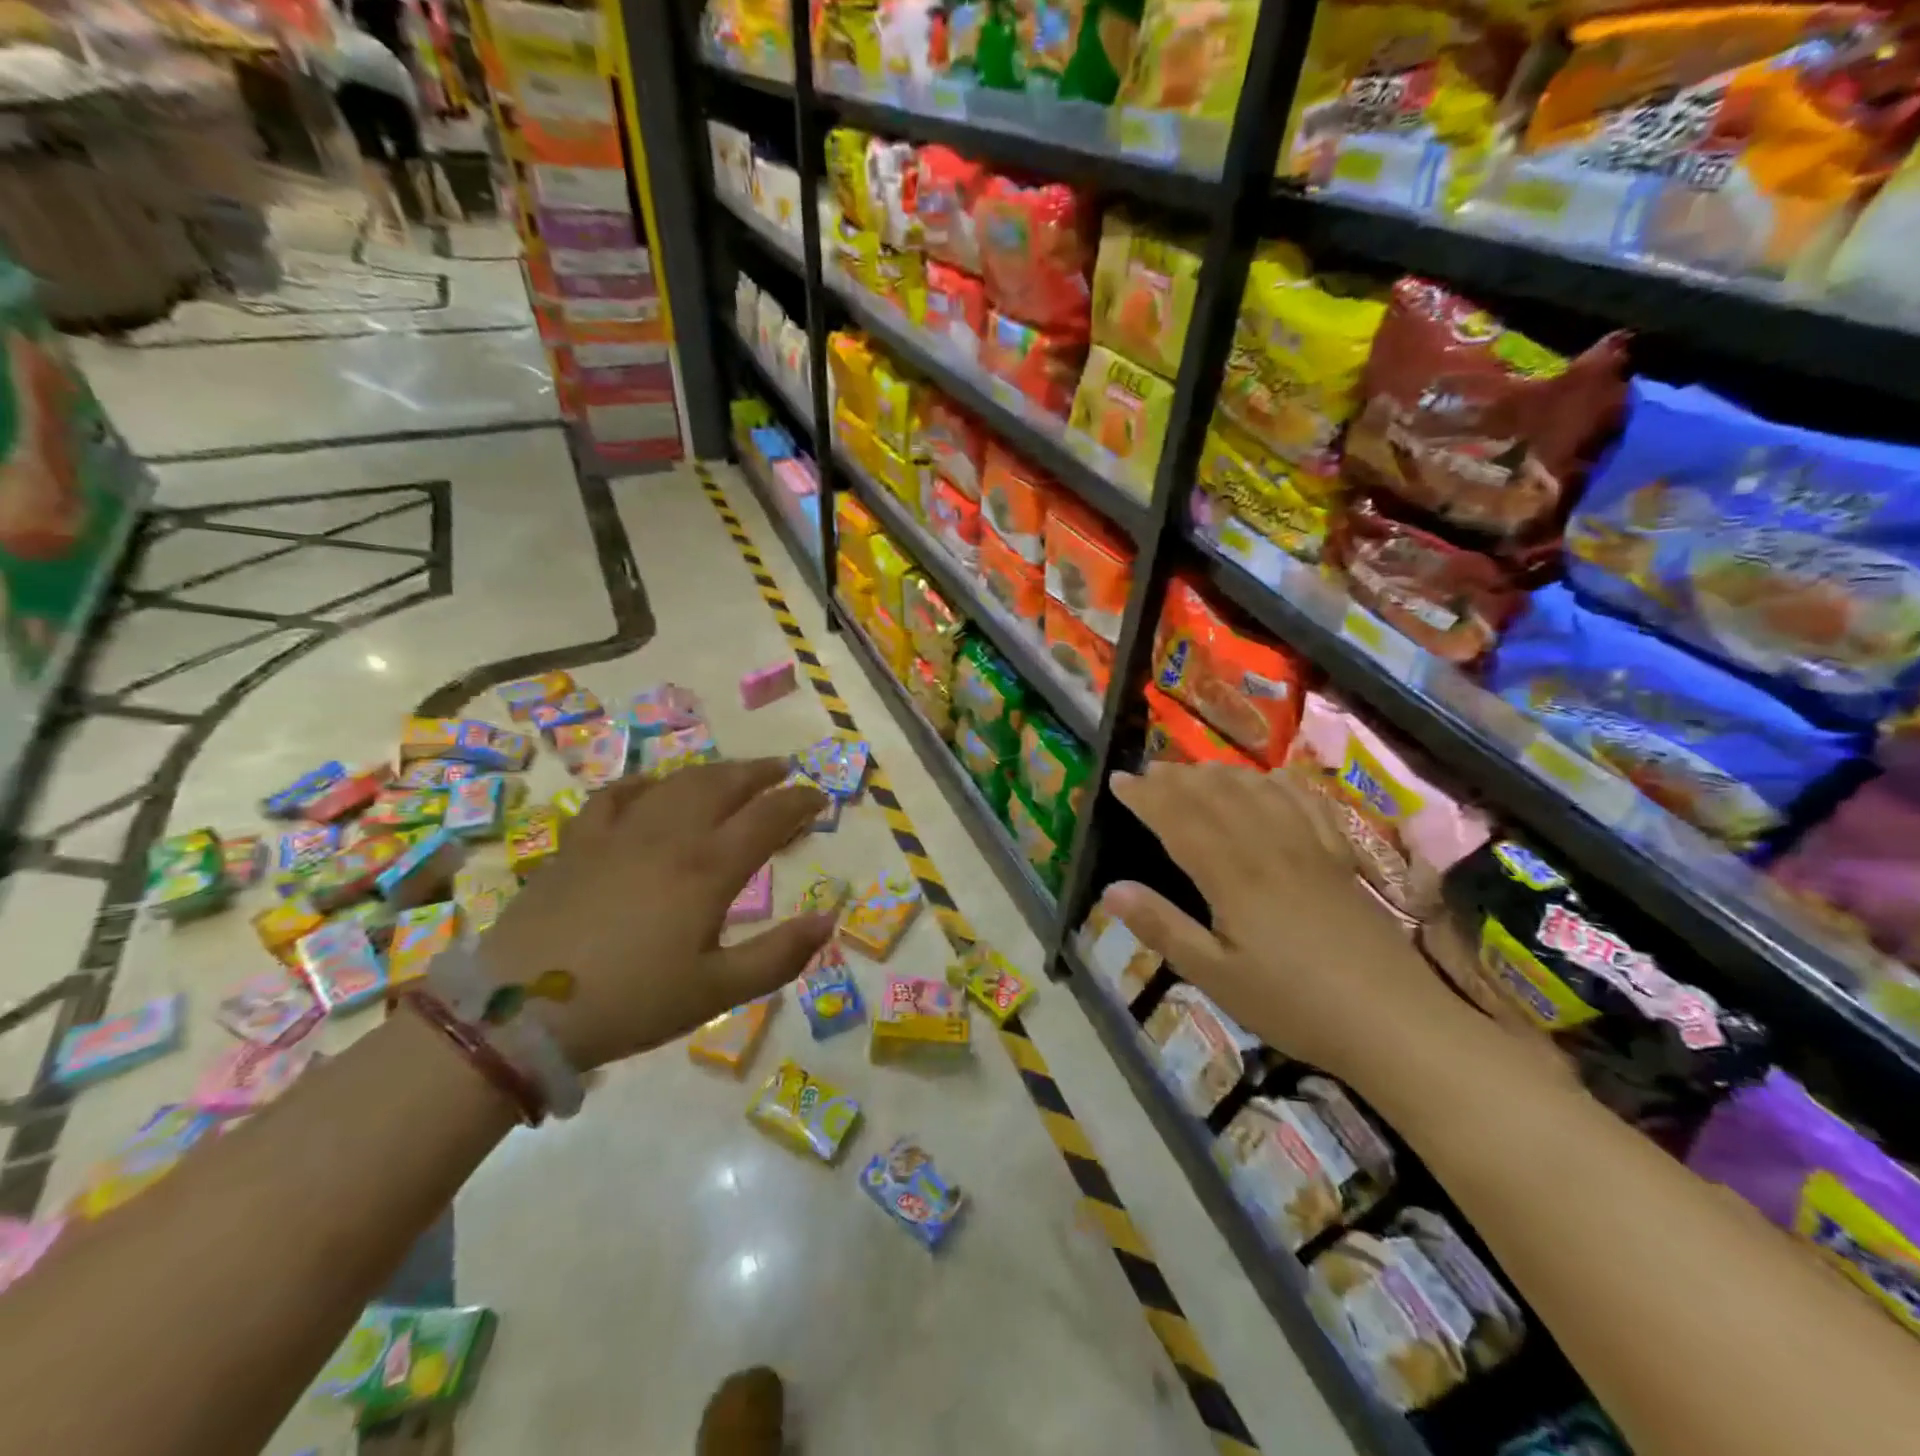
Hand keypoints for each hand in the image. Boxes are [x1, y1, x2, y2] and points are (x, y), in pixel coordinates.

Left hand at [480, 759, 833, 1070]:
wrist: (518, 1012)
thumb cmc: (630, 1002)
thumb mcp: (715, 991)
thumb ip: (778, 956)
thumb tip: (827, 921)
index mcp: (709, 868)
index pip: (767, 816)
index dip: (799, 802)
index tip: (819, 799)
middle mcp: (670, 836)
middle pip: (723, 784)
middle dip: (760, 773)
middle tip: (782, 771)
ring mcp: (620, 834)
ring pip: (676, 783)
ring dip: (712, 772)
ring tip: (731, 774)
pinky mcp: (579, 843)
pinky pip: (615, 796)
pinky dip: (642, 784)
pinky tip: (651, 788)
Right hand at [1104, 761, 1475, 1087]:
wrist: (1395, 1021)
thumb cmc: (1295, 1005)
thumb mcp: (1217, 977)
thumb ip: (1163, 928)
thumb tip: (1111, 890)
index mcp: (1233, 876)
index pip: (1179, 820)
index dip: (1146, 797)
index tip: (1118, 781)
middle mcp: (1269, 848)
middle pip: (1216, 797)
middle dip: (1176, 779)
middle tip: (1147, 771)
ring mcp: (1310, 849)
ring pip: (1258, 792)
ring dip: (1221, 774)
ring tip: (1195, 770)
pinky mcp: (1340, 859)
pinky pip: (1308, 805)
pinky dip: (1282, 785)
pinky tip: (1272, 778)